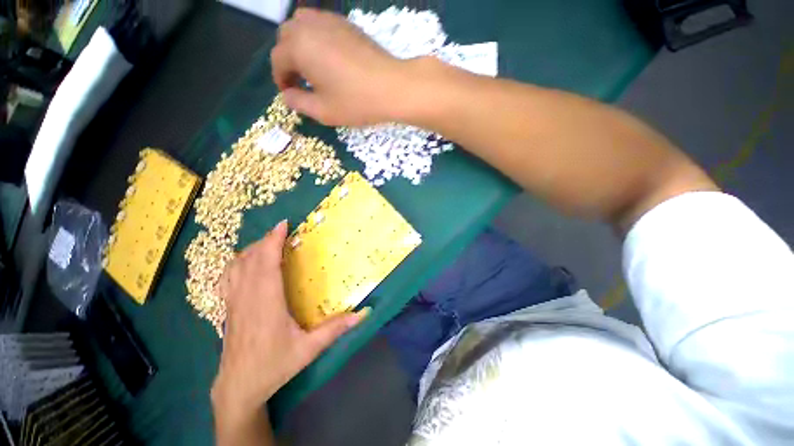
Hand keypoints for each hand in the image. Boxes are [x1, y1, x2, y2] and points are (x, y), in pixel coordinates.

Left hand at [211, 221, 365, 424]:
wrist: (239, 387)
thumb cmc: (274, 366)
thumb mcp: (309, 349)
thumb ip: (335, 329)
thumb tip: (363, 314)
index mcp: (267, 303)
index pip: (266, 263)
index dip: (273, 241)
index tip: (283, 225)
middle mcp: (247, 297)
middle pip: (252, 259)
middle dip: (266, 240)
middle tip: (282, 230)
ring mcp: (234, 302)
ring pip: (237, 266)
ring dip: (252, 249)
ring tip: (267, 242)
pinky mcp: (228, 308)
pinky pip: (228, 277)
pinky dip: (237, 262)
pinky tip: (245, 261)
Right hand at [271, 8, 411, 125]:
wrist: (392, 87)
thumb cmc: (356, 102)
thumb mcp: (323, 111)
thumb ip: (298, 102)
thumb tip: (286, 95)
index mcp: (298, 47)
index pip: (277, 60)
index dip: (280, 79)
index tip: (290, 93)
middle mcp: (309, 26)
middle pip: (286, 37)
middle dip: (287, 59)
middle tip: (300, 81)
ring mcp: (329, 21)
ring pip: (301, 25)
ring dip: (299, 44)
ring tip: (312, 67)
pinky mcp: (346, 23)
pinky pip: (321, 24)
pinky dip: (316, 37)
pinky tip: (328, 56)